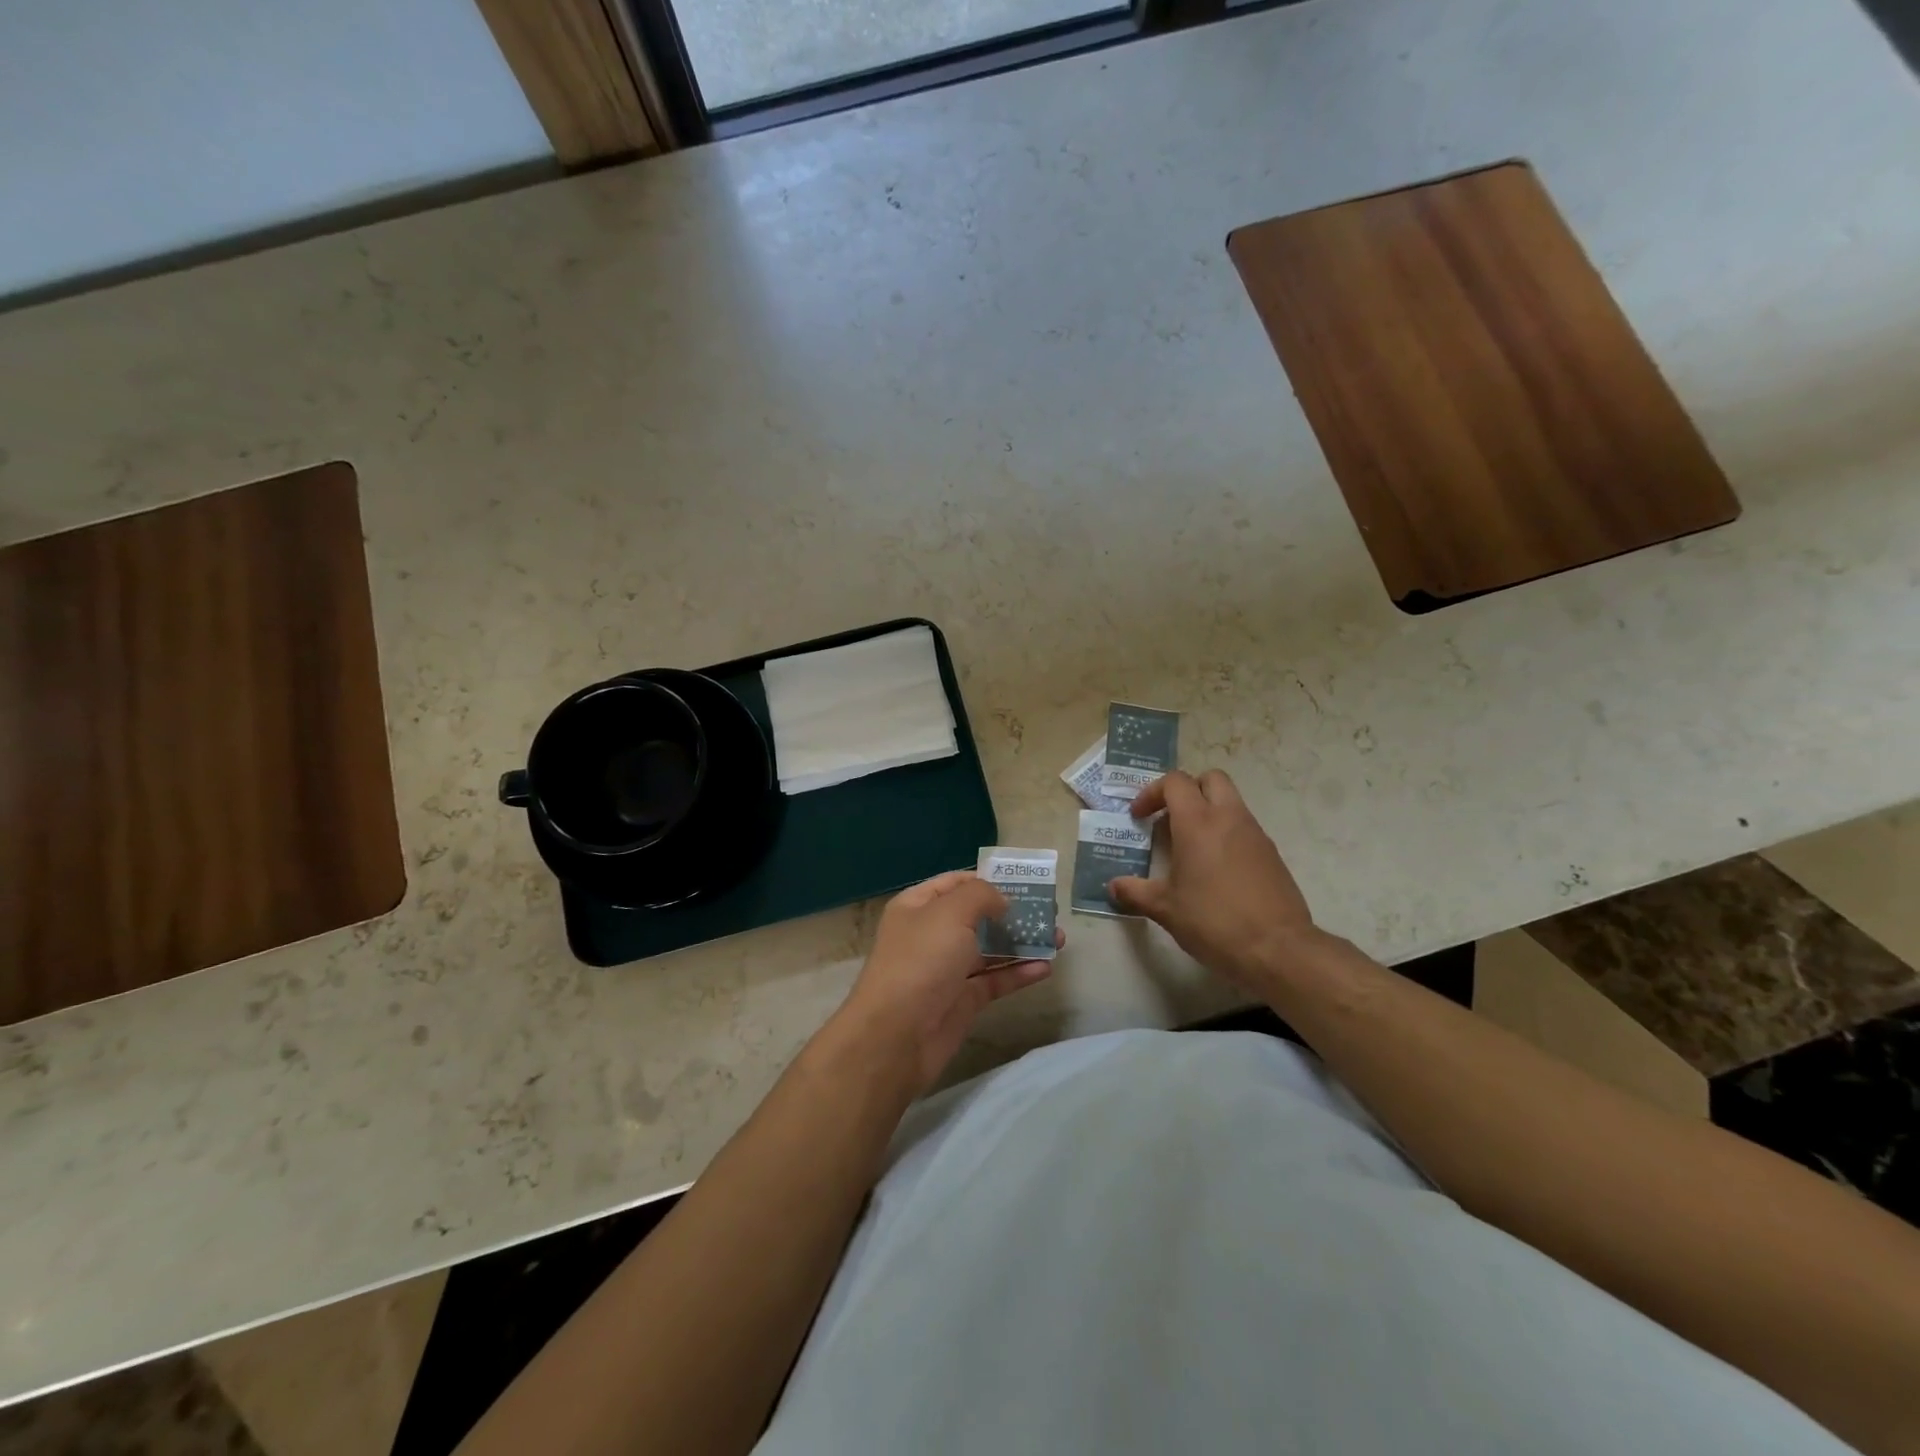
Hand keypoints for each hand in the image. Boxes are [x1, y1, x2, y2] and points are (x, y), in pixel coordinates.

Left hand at [830, 871, 1058, 1095]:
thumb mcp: (950, 914)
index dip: (988, 880)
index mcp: (918, 906)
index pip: (956, 883)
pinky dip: (1019, 973)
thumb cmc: (921, 961)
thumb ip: (981, 896)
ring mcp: (947, 969)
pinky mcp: (963, 1001)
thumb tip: (1002, 901)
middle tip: (1049, 912)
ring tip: (1059, 938)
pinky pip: (995, 981)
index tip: (1025, 883)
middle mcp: (931, 934)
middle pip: (977, 916)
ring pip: (990, 949)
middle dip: (1012, 913)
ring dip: (1022, 943)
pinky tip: (1046, 967)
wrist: (896, 1036)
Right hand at [1108, 769, 1317, 991]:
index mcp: (1198, 823)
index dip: (1152, 792)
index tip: (1139, 817)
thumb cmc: (1214, 921)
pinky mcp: (1272, 854)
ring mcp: (1255, 834)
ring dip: (1208, 812)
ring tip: (1189, 847)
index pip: (1175, 782)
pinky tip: (1215, 869)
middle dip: (1187, 790)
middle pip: (1210, 778)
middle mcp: (1229, 818)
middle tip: (1169, 818)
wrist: (1278, 949)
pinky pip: (1244, 828)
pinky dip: (1226, 834)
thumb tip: (1113, 887)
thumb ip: (1135, 892)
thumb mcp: (1166, 909)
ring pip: (1230, 801)